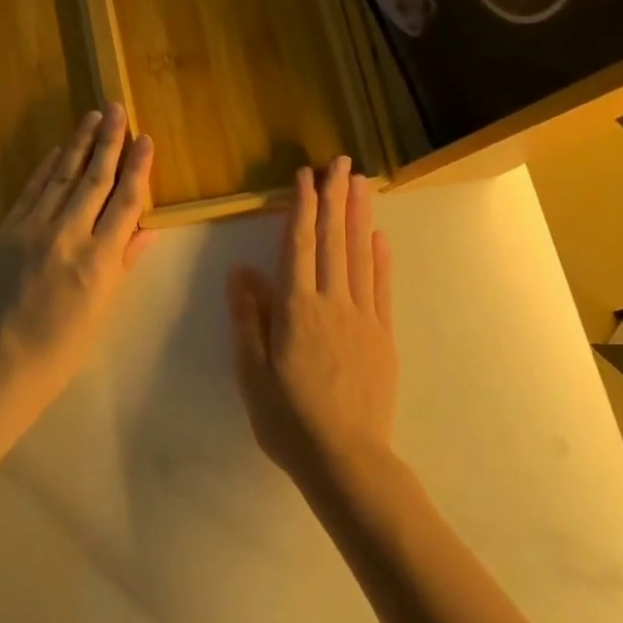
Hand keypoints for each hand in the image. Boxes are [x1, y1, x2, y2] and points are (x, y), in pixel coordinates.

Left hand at [0, 105, 155, 416]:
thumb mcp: (103, 308)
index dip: (139, 167)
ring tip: (92, 117)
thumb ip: (123, 262)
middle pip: (95, 178)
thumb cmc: (61, 347)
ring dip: (79, 144)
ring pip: (62, 176)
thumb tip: (145, 228)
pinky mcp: (6, 231)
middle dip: (109, 141)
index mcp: (100, 259)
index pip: (125, 201)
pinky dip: (45, 168)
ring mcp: (33, 229)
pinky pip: (31, 191)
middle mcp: (69, 235)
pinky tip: (57, 150)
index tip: (146, 138)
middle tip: (117, 108)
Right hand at [227, 156, 394, 492]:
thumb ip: (248, 318)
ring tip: (361, 183)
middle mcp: (332, 302)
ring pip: (359, 256)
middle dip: (335, 198)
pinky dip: (380, 259)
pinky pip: (381, 288)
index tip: (306, 176)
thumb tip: (240, 271)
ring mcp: (362, 318)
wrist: (346, 461)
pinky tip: (379, 237)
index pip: (298, 245)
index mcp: (296, 308)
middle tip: (341, 162)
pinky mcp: (382, 336)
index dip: (302, 207)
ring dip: (359, 216)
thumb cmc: (288, 419)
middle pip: (333, 240)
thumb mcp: (252, 372)